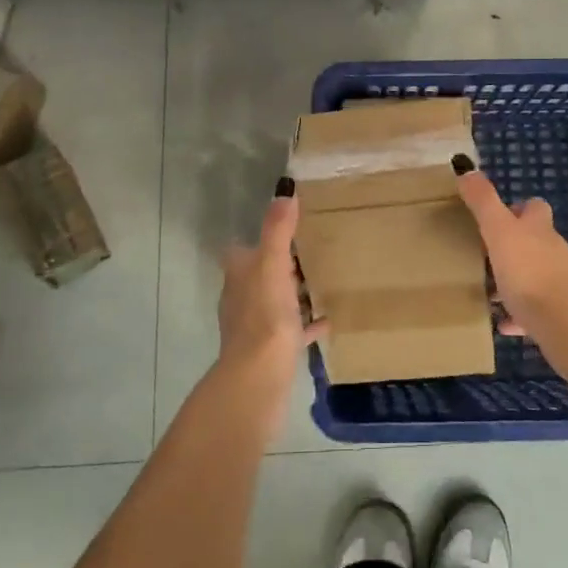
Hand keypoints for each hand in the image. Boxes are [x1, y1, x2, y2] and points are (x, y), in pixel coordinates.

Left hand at [215, 187, 324, 426]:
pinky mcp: (271, 351)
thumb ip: (278, 229)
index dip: (258, 238)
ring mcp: (255, 327)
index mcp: (239, 275)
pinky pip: (292, 330)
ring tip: (321, 279)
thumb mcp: (273, 265)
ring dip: (292, 292)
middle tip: (309, 248)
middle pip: (259, 275)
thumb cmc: (264, 316)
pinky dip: (306, 324)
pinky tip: (328, 320)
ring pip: (275, 302)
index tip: (284, 225)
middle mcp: (242, 298)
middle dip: (279, 263)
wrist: (259, 378)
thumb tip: (284, 189)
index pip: (242, 250)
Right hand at [455, 162, 567, 375]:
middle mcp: (555, 250)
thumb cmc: (527, 270)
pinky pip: (537, 310)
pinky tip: (504, 323)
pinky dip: (520, 313)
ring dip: (517, 280)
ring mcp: (561, 282)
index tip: (498, 217)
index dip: (519, 209)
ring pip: (536, 275)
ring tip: (491, 290)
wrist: (564, 322)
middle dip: (515, 246)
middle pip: (537, 241)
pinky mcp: (561, 313)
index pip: (535, 208)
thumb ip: (483, 201)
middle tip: (487, 254)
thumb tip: (467, 168)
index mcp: (540, 228)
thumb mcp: (498, 230)